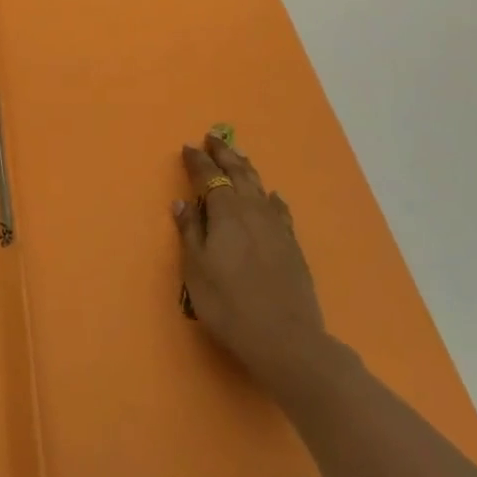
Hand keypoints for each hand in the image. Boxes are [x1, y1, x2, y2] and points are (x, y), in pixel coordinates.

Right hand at [175, 132, 332, 391]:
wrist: (285, 338)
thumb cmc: (228, 303)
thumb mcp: (196, 268)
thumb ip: (190, 231)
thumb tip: (183, 201)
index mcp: (226, 212)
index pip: (210, 177)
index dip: (198, 161)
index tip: (189, 147)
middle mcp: (253, 210)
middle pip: (239, 173)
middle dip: (225, 154)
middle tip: (214, 138)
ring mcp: (277, 227)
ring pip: (260, 186)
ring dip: (246, 168)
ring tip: (239, 157)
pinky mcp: (292, 245)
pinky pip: (279, 208)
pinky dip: (270, 196)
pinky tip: (272, 196)